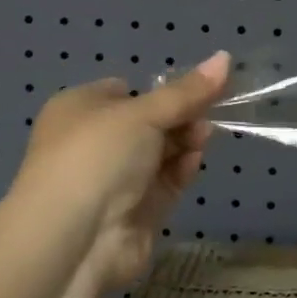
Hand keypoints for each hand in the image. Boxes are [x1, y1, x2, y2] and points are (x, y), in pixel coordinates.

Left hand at [10, 52, 231, 288]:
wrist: (71, 240)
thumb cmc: (97, 155)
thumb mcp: (143, 113)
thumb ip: (187, 91)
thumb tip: (225, 57)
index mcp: (80, 109)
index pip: (125, 91)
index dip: (160, 90)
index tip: (197, 88)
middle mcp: (93, 143)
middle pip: (148, 122)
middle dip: (180, 117)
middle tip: (207, 113)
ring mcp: (113, 180)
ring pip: (160, 153)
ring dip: (184, 142)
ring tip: (204, 136)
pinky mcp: (134, 212)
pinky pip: (164, 183)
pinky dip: (181, 170)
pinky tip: (194, 162)